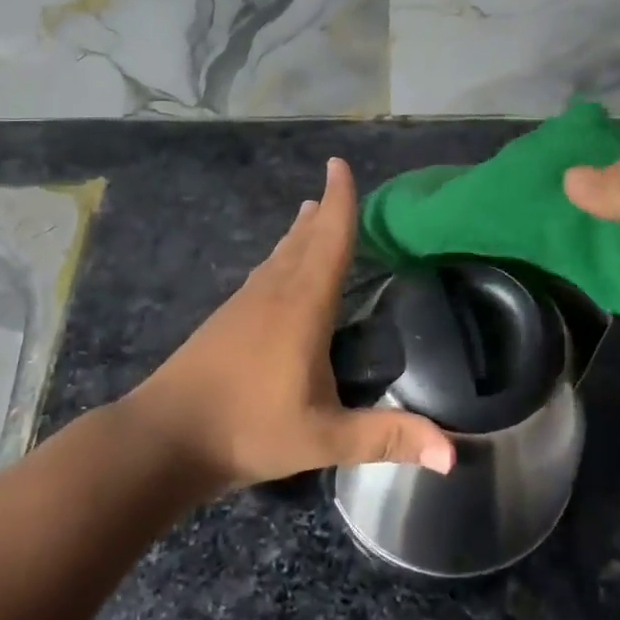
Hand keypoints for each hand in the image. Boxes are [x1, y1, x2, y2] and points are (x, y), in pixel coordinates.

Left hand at [126, 157, 455, 494]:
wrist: (165, 436)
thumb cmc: (249, 429)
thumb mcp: (325, 437)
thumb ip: (387, 437)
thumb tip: (454, 455)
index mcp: (302, 305)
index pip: (330, 240)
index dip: (339, 201)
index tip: (338, 164)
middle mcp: (273, 292)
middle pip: (304, 240)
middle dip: (322, 211)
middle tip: (334, 184)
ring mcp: (244, 304)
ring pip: (279, 255)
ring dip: (299, 233)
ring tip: (309, 213)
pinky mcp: (225, 320)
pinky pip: (263, 274)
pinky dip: (280, 258)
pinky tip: (276, 271)